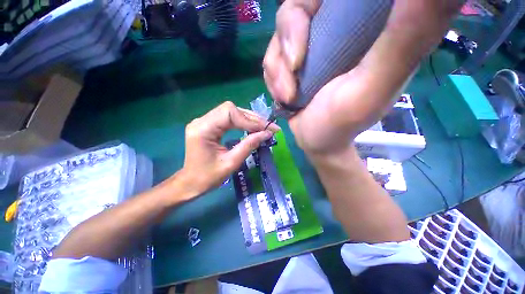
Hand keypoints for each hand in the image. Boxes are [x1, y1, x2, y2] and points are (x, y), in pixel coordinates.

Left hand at [176, 102, 278, 198]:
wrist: (191, 183)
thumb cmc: (208, 177)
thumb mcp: (231, 163)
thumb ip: (249, 145)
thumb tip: (267, 133)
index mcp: (203, 129)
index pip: (230, 113)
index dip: (250, 120)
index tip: (267, 129)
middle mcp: (201, 120)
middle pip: (231, 109)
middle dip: (252, 118)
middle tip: (269, 127)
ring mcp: (204, 121)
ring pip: (231, 112)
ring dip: (249, 119)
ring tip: (264, 127)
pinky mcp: (209, 125)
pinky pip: (228, 118)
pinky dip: (243, 122)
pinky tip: (252, 128)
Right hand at [264, 0, 462, 154]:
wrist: (316, 141)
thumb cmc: (342, 123)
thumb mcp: (372, 87)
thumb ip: (405, 39)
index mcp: (368, 25)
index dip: (316, 4)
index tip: (310, 41)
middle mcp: (337, 28)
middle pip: (299, 5)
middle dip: (288, 39)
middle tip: (293, 71)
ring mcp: (310, 45)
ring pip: (280, 33)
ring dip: (278, 69)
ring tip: (288, 95)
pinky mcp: (291, 62)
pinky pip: (271, 57)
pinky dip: (273, 78)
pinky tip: (283, 96)